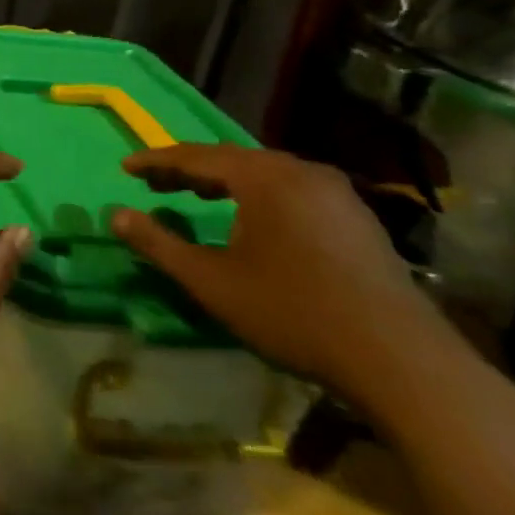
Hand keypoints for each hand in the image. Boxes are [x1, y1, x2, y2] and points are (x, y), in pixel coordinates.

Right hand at [109, 144, 462, 411]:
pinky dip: (258, 195)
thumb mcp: (211, 281)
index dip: (156, 161)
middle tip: (155, 184)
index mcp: (264, 177)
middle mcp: (301, 171)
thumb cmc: (292, 313)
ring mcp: (336, 193)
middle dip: (189, 170)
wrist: (399, 359)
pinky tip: (252, 219)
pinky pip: (292, 190)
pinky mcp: (357, 218)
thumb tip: (114, 214)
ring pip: (265, 173)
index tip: (125, 168)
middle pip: (232, 159)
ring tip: (196, 197)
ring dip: (224, 182)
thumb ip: (158, 244)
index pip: (196, 156)